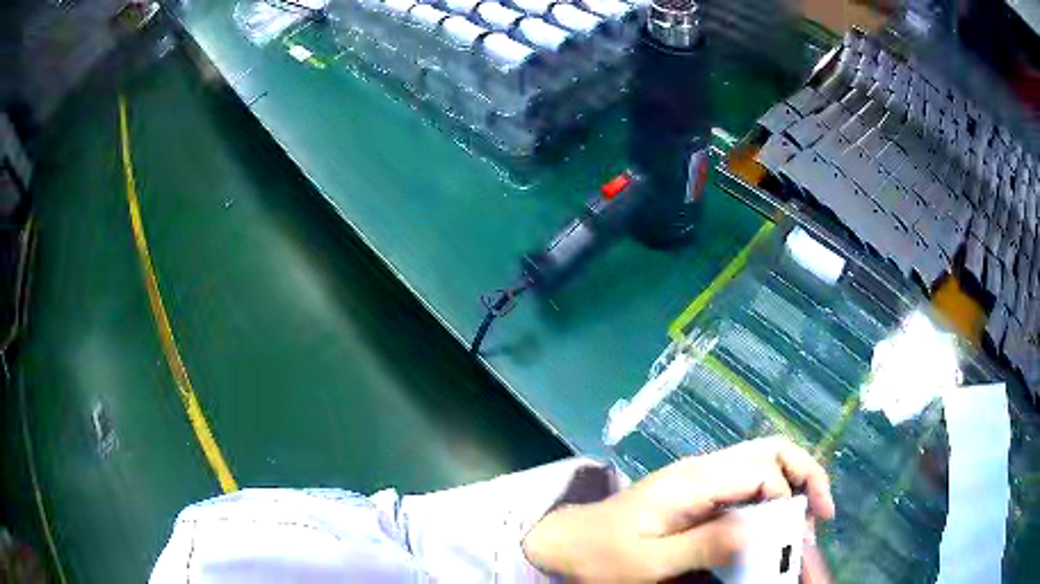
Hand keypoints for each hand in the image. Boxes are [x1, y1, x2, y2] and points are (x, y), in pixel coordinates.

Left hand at [523, 437, 835, 582]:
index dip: (792, 499)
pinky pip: (747, 486)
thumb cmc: (603, 555)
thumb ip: (707, 545)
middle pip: (772, 452)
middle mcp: (705, 470)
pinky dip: (771, 500)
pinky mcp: (698, 495)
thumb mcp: (652, 561)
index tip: (801, 537)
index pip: (765, 471)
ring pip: (763, 464)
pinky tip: (774, 525)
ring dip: (793, 487)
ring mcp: (702, 480)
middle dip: (806, 477)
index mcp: (696, 480)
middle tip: (820, 517)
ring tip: (805, 521)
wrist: (565, 543)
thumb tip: (764, 534)